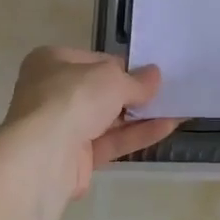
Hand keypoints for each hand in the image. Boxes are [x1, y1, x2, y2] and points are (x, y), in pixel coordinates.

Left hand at [0, 47, 182, 198]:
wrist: (43, 156)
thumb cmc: (73, 98)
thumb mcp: (112, 78)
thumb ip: (136, 80)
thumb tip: (155, 76)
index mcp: (51, 62)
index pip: (94, 60)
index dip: (123, 66)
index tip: (149, 72)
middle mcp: (52, 92)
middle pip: (100, 91)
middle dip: (133, 93)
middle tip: (167, 91)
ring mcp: (62, 128)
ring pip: (107, 119)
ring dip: (140, 115)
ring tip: (176, 109)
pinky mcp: (74, 159)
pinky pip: (110, 142)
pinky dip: (136, 135)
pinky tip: (167, 127)